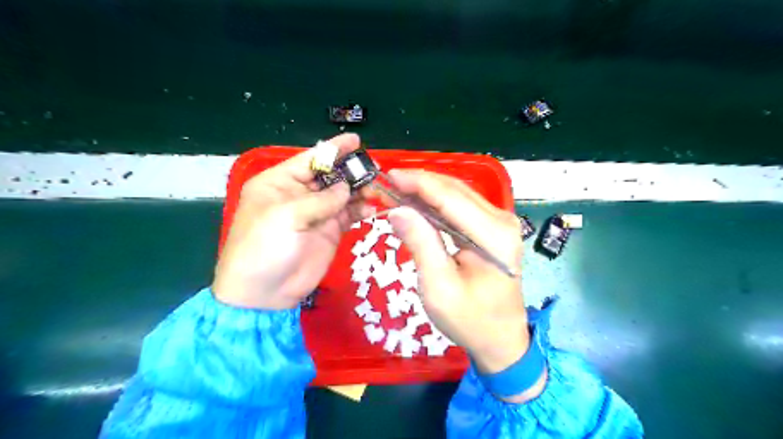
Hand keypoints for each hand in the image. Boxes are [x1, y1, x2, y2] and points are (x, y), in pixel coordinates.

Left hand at [214, 131, 371, 307]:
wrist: (264, 294)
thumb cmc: (264, 248)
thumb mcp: (286, 217)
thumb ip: (320, 200)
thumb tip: (346, 187)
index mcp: (280, 183)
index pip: (310, 159)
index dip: (333, 149)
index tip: (356, 140)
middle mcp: (299, 194)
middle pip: (330, 175)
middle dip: (351, 170)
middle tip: (374, 169)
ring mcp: (317, 213)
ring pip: (343, 194)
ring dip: (360, 190)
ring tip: (379, 189)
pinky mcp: (330, 231)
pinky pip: (349, 214)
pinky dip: (362, 209)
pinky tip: (373, 208)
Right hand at [384, 170, 546, 401]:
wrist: (501, 340)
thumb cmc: (470, 320)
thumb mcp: (439, 287)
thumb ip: (421, 243)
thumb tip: (398, 209)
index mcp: (493, 235)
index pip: (449, 197)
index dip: (417, 183)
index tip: (388, 176)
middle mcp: (501, 220)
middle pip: (454, 190)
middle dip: (419, 184)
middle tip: (387, 185)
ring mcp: (500, 222)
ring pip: (457, 194)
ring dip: (426, 191)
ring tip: (396, 193)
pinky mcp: (493, 228)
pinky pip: (461, 206)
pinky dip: (436, 203)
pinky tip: (416, 205)